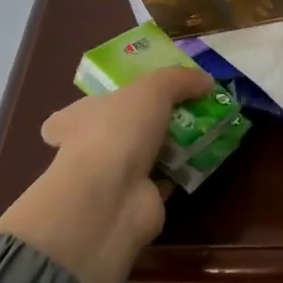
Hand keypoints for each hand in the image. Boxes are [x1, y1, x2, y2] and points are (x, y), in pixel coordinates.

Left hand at [0, 67, 212, 282]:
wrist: (112, 197)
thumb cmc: (117, 132)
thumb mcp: (151, 89)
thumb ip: (178, 79)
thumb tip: (206, 80)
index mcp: (76, 120)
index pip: (82, 110)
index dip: (107, 102)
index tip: (136, 96)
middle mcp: (88, 150)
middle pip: (119, 132)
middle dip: (147, 124)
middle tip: (185, 111)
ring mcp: (111, 179)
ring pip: (143, 157)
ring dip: (169, 148)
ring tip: (203, 131)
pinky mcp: (137, 202)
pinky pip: (162, 181)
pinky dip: (180, 173)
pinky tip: (203, 161)